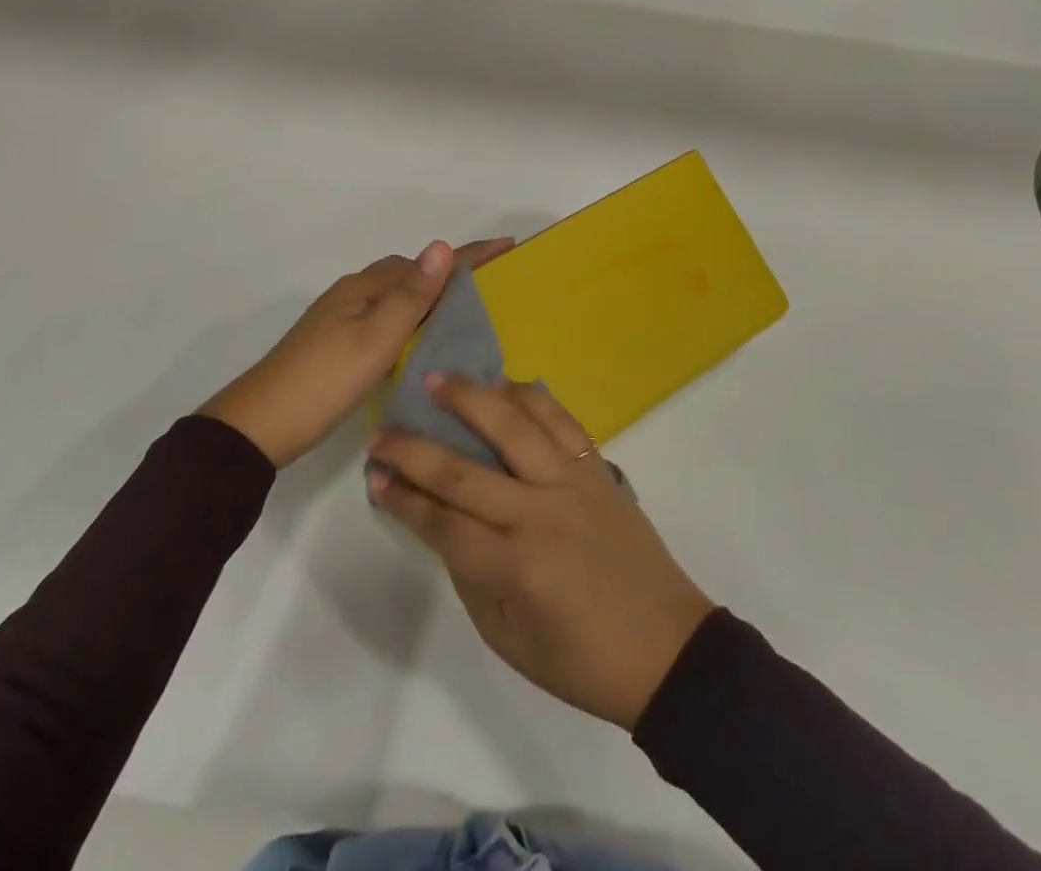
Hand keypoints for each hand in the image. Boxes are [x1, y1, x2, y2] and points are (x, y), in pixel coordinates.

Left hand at [198, 238, 514, 468]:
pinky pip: (385, 318)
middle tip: (492, 291)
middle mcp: (355, 293)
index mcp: (366, 287)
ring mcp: (342, 318)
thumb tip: (442, 245)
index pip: (427, 263)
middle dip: (451, 274)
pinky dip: (410, 321)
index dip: (468, 255)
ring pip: (397, 297)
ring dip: (430, 298)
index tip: (508, 247)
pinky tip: (420, 345)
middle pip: (411, 274)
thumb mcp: (375, 339)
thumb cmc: (324, 380)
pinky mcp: (337, 343)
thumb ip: (411, 295)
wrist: (260, 425)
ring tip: (465, 318)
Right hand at [368, 376, 715, 729]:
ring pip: (513, 424)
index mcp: (516, 568)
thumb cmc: (582, 660)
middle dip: (413, 449)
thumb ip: (470, 574)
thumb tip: (440, 519)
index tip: (373, 477)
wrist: (667, 647)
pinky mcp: (597, 468)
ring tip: (436, 380)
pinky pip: (560, 419)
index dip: (402, 500)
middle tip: (381, 431)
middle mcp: (540, 514)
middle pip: (463, 470)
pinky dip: (530, 396)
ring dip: (470, 398)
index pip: (442, 523)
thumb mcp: (508, 639)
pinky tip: (505, 385)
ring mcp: (572, 482)